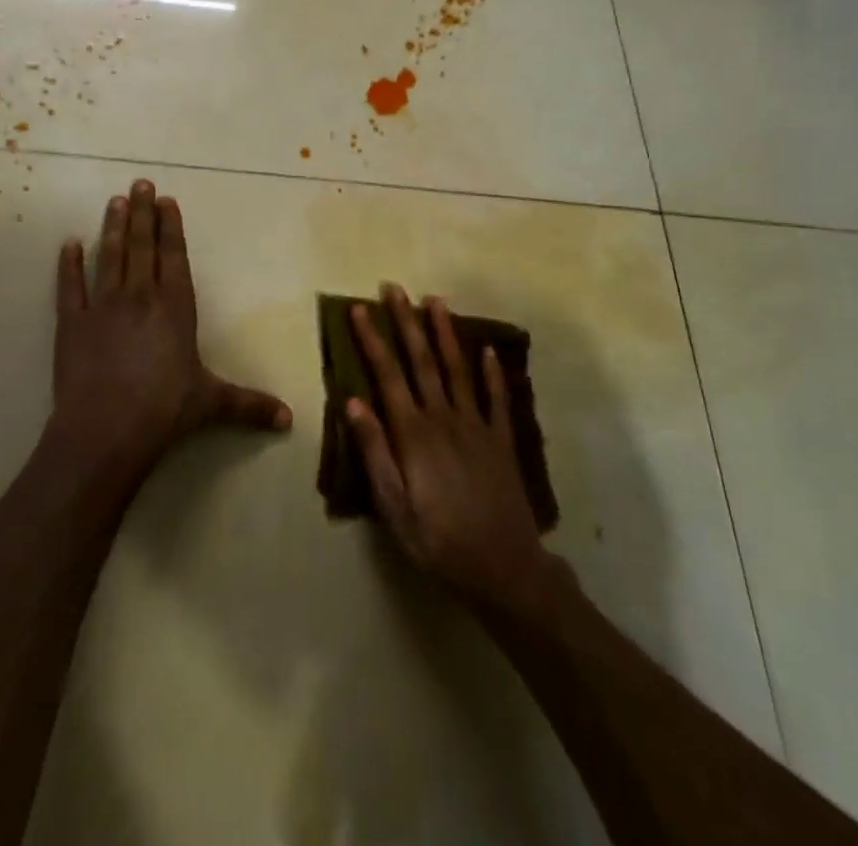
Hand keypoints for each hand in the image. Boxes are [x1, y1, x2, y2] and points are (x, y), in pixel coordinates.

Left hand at [48, 179, 290, 476]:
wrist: (106, 430)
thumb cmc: (165, 410)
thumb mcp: (212, 403)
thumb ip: (250, 405)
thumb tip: (290, 421)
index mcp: (176, 307)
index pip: (174, 256)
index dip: (170, 227)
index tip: (166, 201)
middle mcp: (141, 296)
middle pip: (142, 246)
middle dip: (142, 212)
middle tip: (140, 183)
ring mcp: (104, 306)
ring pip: (110, 256)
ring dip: (113, 227)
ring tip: (114, 201)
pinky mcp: (72, 323)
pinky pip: (70, 286)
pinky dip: (69, 264)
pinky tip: (69, 243)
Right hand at [346, 285, 556, 611]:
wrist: (504, 569)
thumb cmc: (439, 542)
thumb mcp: (394, 508)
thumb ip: (374, 452)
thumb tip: (353, 401)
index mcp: (414, 434)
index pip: (387, 376)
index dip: (372, 340)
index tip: (359, 309)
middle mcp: (444, 418)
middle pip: (422, 361)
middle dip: (406, 322)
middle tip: (394, 289)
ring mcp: (477, 425)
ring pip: (458, 368)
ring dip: (445, 332)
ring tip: (435, 300)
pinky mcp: (502, 439)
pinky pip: (496, 397)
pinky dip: (492, 371)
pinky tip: (488, 349)